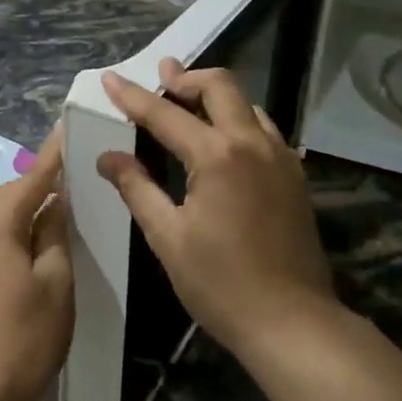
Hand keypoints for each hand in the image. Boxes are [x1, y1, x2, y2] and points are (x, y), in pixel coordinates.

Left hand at [0, 128, 73, 400]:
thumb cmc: (24, 336)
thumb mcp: (55, 283)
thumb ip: (54, 235)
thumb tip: (54, 203)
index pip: (30, 179)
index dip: (52, 155)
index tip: (66, 127)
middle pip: (13, 196)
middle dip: (42, 182)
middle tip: (74, 168)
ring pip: (4, 219)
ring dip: (31, 209)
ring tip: (63, 201)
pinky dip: (20, 232)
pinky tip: (40, 240)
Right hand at [99, 60, 333, 361]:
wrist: (293, 323)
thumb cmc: (221, 284)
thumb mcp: (168, 237)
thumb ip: (137, 188)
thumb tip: (108, 157)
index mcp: (217, 156)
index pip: (164, 113)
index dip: (132, 95)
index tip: (110, 78)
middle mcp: (252, 143)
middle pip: (219, 86)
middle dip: (186, 77)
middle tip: (161, 77)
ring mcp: (279, 157)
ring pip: (246, 103)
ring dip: (214, 95)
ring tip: (187, 102)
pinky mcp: (294, 175)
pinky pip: (263, 128)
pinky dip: (238, 118)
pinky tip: (223, 138)